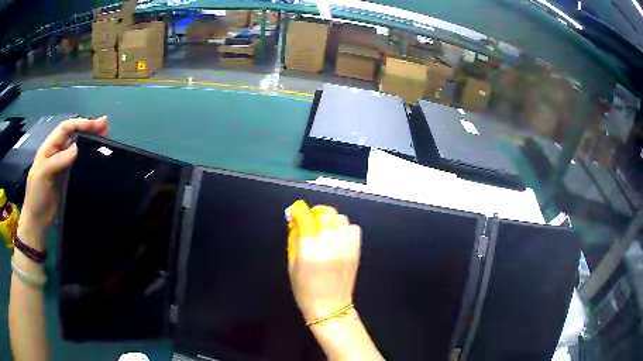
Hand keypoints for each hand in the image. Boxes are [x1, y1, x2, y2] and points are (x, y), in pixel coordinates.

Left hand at [19, 116, 108, 248]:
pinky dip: (88, 158)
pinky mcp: (68, 178)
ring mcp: (63, 166)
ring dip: (90, 141)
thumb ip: (56, 161)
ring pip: (78, 148)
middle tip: (106, 128)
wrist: (37, 221)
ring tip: (105, 140)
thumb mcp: (42, 175)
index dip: (80, 123)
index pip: (65, 128)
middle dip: (89, 128)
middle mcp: (57, 153)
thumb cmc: (36, 196)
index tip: (97, 124)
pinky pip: (79, 164)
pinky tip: (96, 158)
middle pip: (74, 135)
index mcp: (49, 148)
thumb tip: (76, 148)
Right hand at [287, 201, 360, 322]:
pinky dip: (345, 229)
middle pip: (326, 213)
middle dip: (316, 213)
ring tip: (326, 229)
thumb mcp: (292, 265)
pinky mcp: (356, 251)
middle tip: (312, 220)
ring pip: (341, 218)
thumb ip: (294, 240)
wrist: (330, 307)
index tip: (296, 211)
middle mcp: (329, 244)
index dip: (299, 210)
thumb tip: (296, 221)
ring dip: (331, 220)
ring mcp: (345, 247)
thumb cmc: (305, 290)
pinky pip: (354, 228)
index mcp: (310, 249)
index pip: (306, 218)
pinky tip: (339, 237)